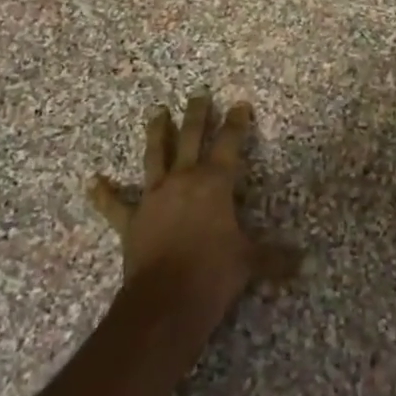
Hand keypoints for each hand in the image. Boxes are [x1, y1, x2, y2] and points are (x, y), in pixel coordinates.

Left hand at [89, 89, 298, 315]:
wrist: (165, 302)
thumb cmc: (212, 274)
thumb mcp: (249, 263)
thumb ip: (274, 258)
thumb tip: (303, 261)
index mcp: (214, 183)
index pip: (229, 143)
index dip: (236, 122)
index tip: (240, 104)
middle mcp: (183, 180)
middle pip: (190, 137)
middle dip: (196, 114)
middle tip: (198, 94)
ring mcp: (154, 197)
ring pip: (155, 156)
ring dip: (156, 133)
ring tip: (157, 112)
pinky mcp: (132, 220)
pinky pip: (115, 204)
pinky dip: (104, 193)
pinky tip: (93, 182)